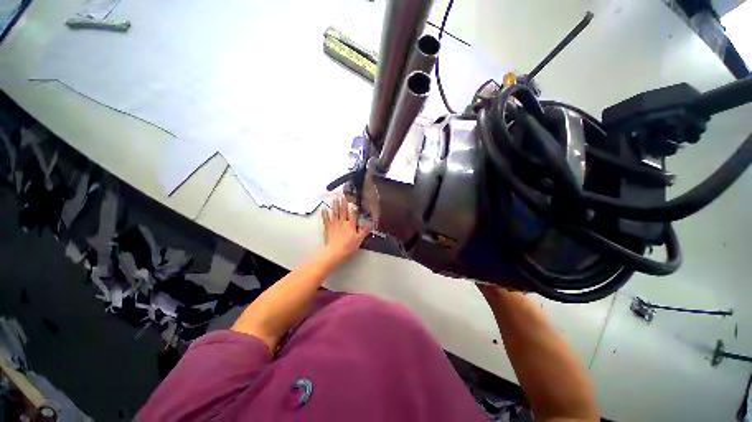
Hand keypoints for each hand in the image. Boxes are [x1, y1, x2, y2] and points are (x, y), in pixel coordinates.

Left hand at [321, 194, 370, 261]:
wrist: (335, 252)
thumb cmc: (347, 246)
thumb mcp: (359, 240)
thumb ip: (363, 231)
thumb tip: (368, 225)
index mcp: (350, 225)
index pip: (353, 214)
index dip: (353, 207)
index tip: (353, 201)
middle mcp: (342, 222)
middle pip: (343, 211)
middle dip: (343, 202)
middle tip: (342, 195)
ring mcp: (334, 224)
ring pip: (335, 212)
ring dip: (335, 205)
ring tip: (334, 198)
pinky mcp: (328, 227)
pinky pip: (326, 219)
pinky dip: (325, 213)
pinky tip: (324, 209)